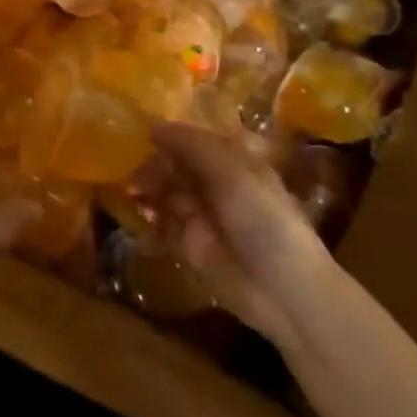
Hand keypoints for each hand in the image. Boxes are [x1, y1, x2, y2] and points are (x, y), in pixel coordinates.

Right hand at [136, 120, 330, 333]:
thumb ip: (192, 146)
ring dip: (147, 188)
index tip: (144, 133)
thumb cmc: (263, 219)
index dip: (171, 135)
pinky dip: (147, 219)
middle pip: (175, 164)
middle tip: (137, 175)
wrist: (283, 290)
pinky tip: (141, 217)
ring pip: (165, 191)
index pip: (195, 138)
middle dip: (155, 165)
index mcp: (234, 160)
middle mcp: (216, 183)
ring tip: (134, 193)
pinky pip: (161, 224)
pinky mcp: (189, 244)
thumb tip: (153, 127)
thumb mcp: (231, 172)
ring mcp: (202, 214)